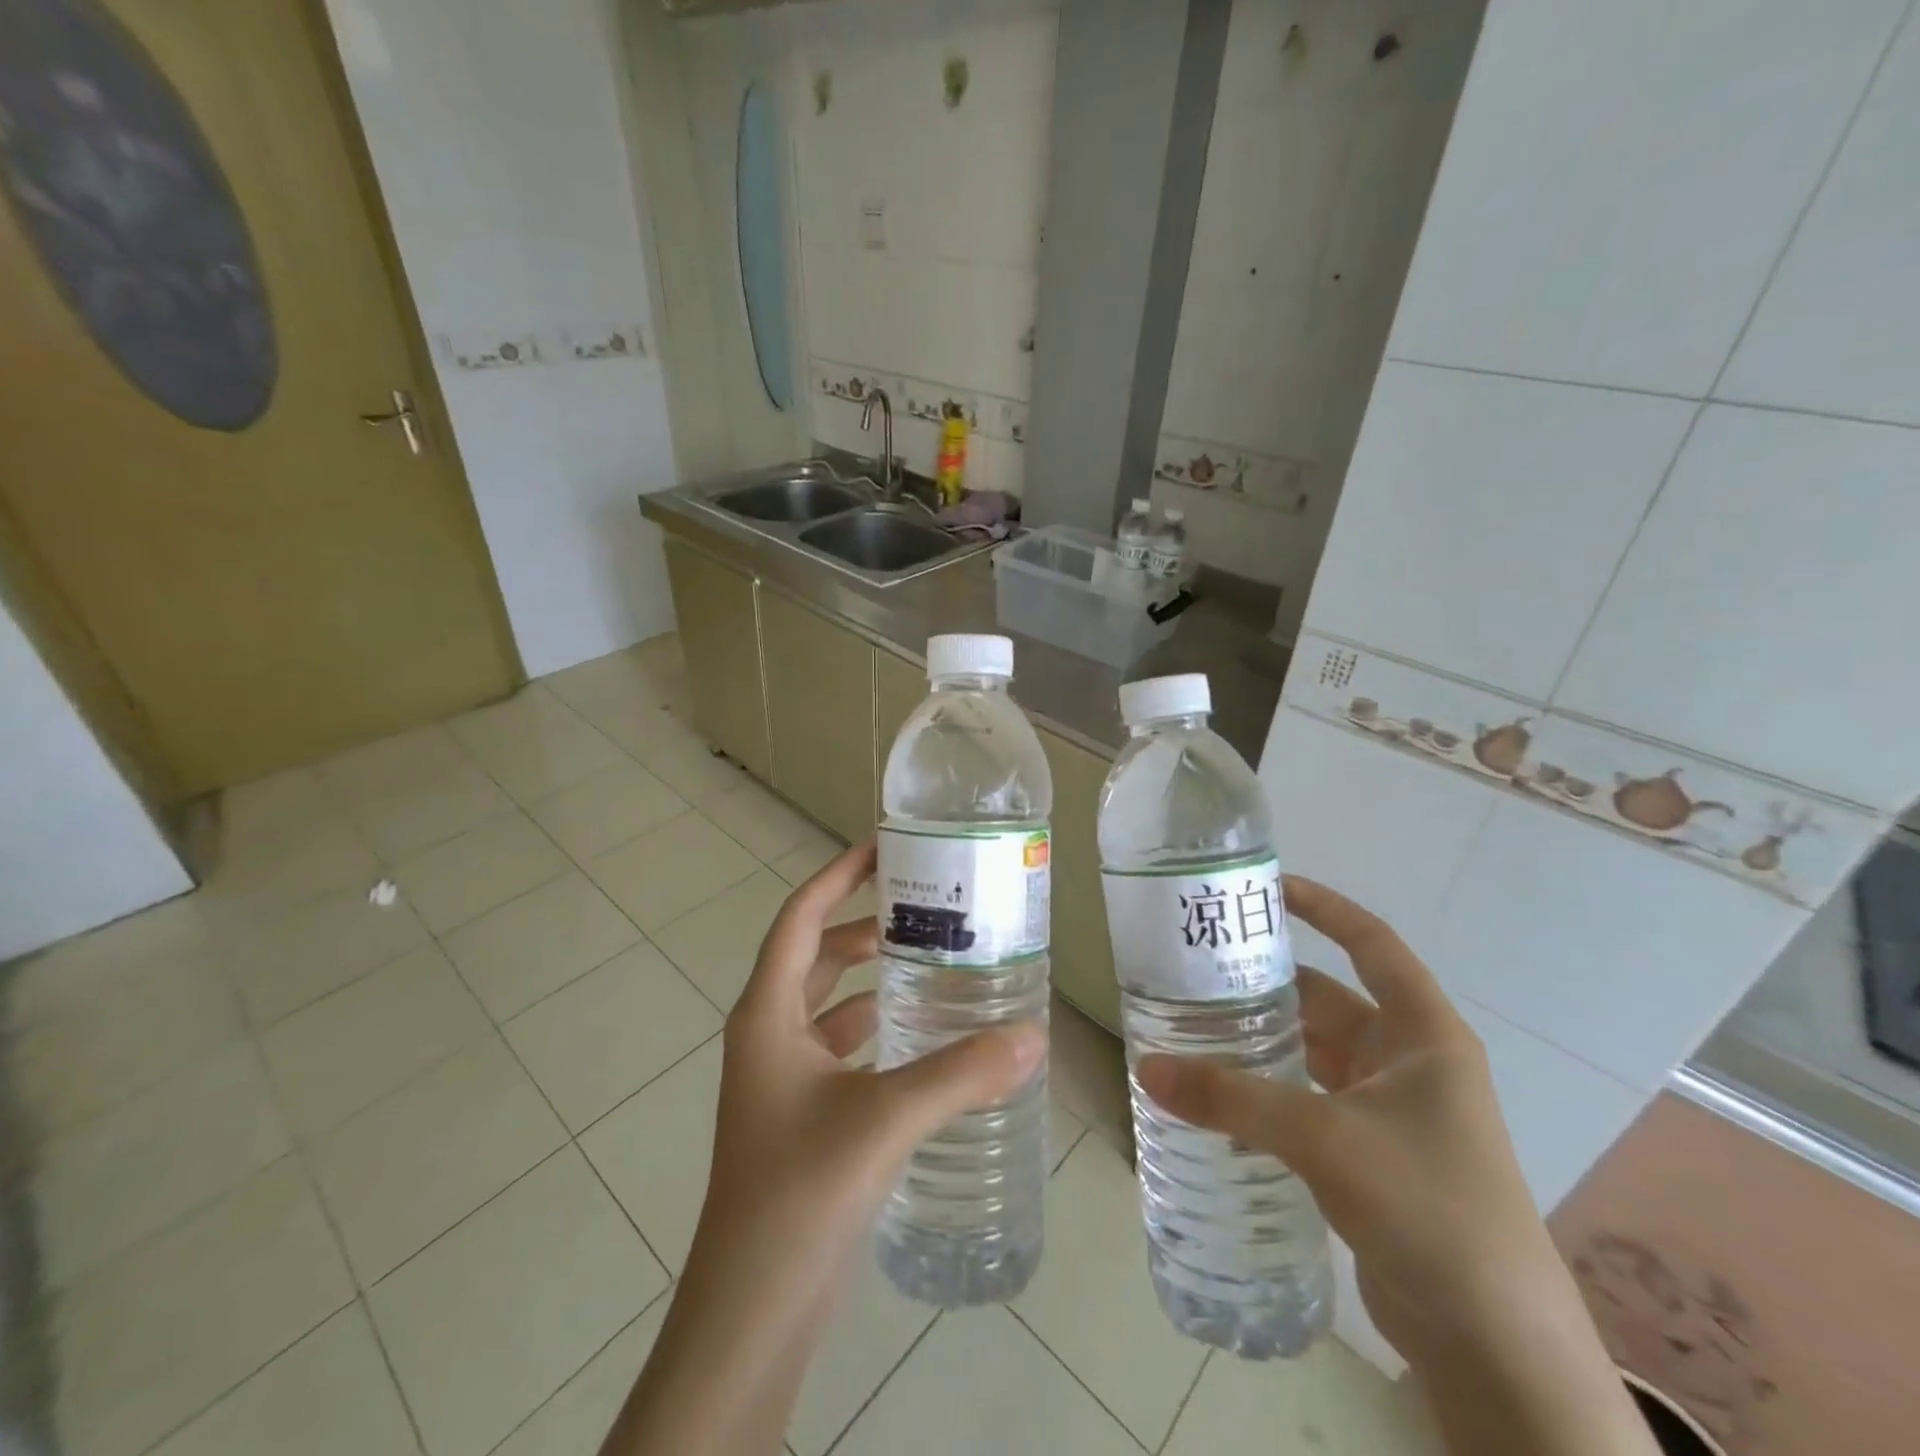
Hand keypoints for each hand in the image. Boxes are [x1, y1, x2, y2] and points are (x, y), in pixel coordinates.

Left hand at [698, 837, 1044, 1294]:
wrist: (751, 1312)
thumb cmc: (799, 1193)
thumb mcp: (884, 1120)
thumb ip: (960, 1074)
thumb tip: (1033, 1035)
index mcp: (767, 1014)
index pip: (800, 917)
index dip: (837, 876)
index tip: (883, 847)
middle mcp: (768, 1034)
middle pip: (819, 955)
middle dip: (867, 925)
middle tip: (928, 907)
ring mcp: (782, 1077)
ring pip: (831, 1003)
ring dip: (874, 978)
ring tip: (935, 961)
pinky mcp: (802, 1114)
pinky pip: (842, 1048)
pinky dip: (878, 1029)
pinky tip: (924, 1037)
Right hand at [1139, 875, 1543, 1356]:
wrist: (1498, 1349)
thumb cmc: (1430, 1208)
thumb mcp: (1326, 1138)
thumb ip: (1233, 1098)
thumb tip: (1146, 1068)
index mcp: (1423, 1035)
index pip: (1372, 944)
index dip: (1324, 907)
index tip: (1267, 887)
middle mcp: (1410, 1062)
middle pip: (1329, 1000)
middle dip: (1267, 984)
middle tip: (1198, 968)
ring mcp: (1392, 1111)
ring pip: (1314, 1054)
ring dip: (1263, 1041)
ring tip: (1194, 1024)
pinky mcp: (1371, 1155)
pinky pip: (1309, 1101)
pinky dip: (1269, 1091)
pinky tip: (1220, 1095)